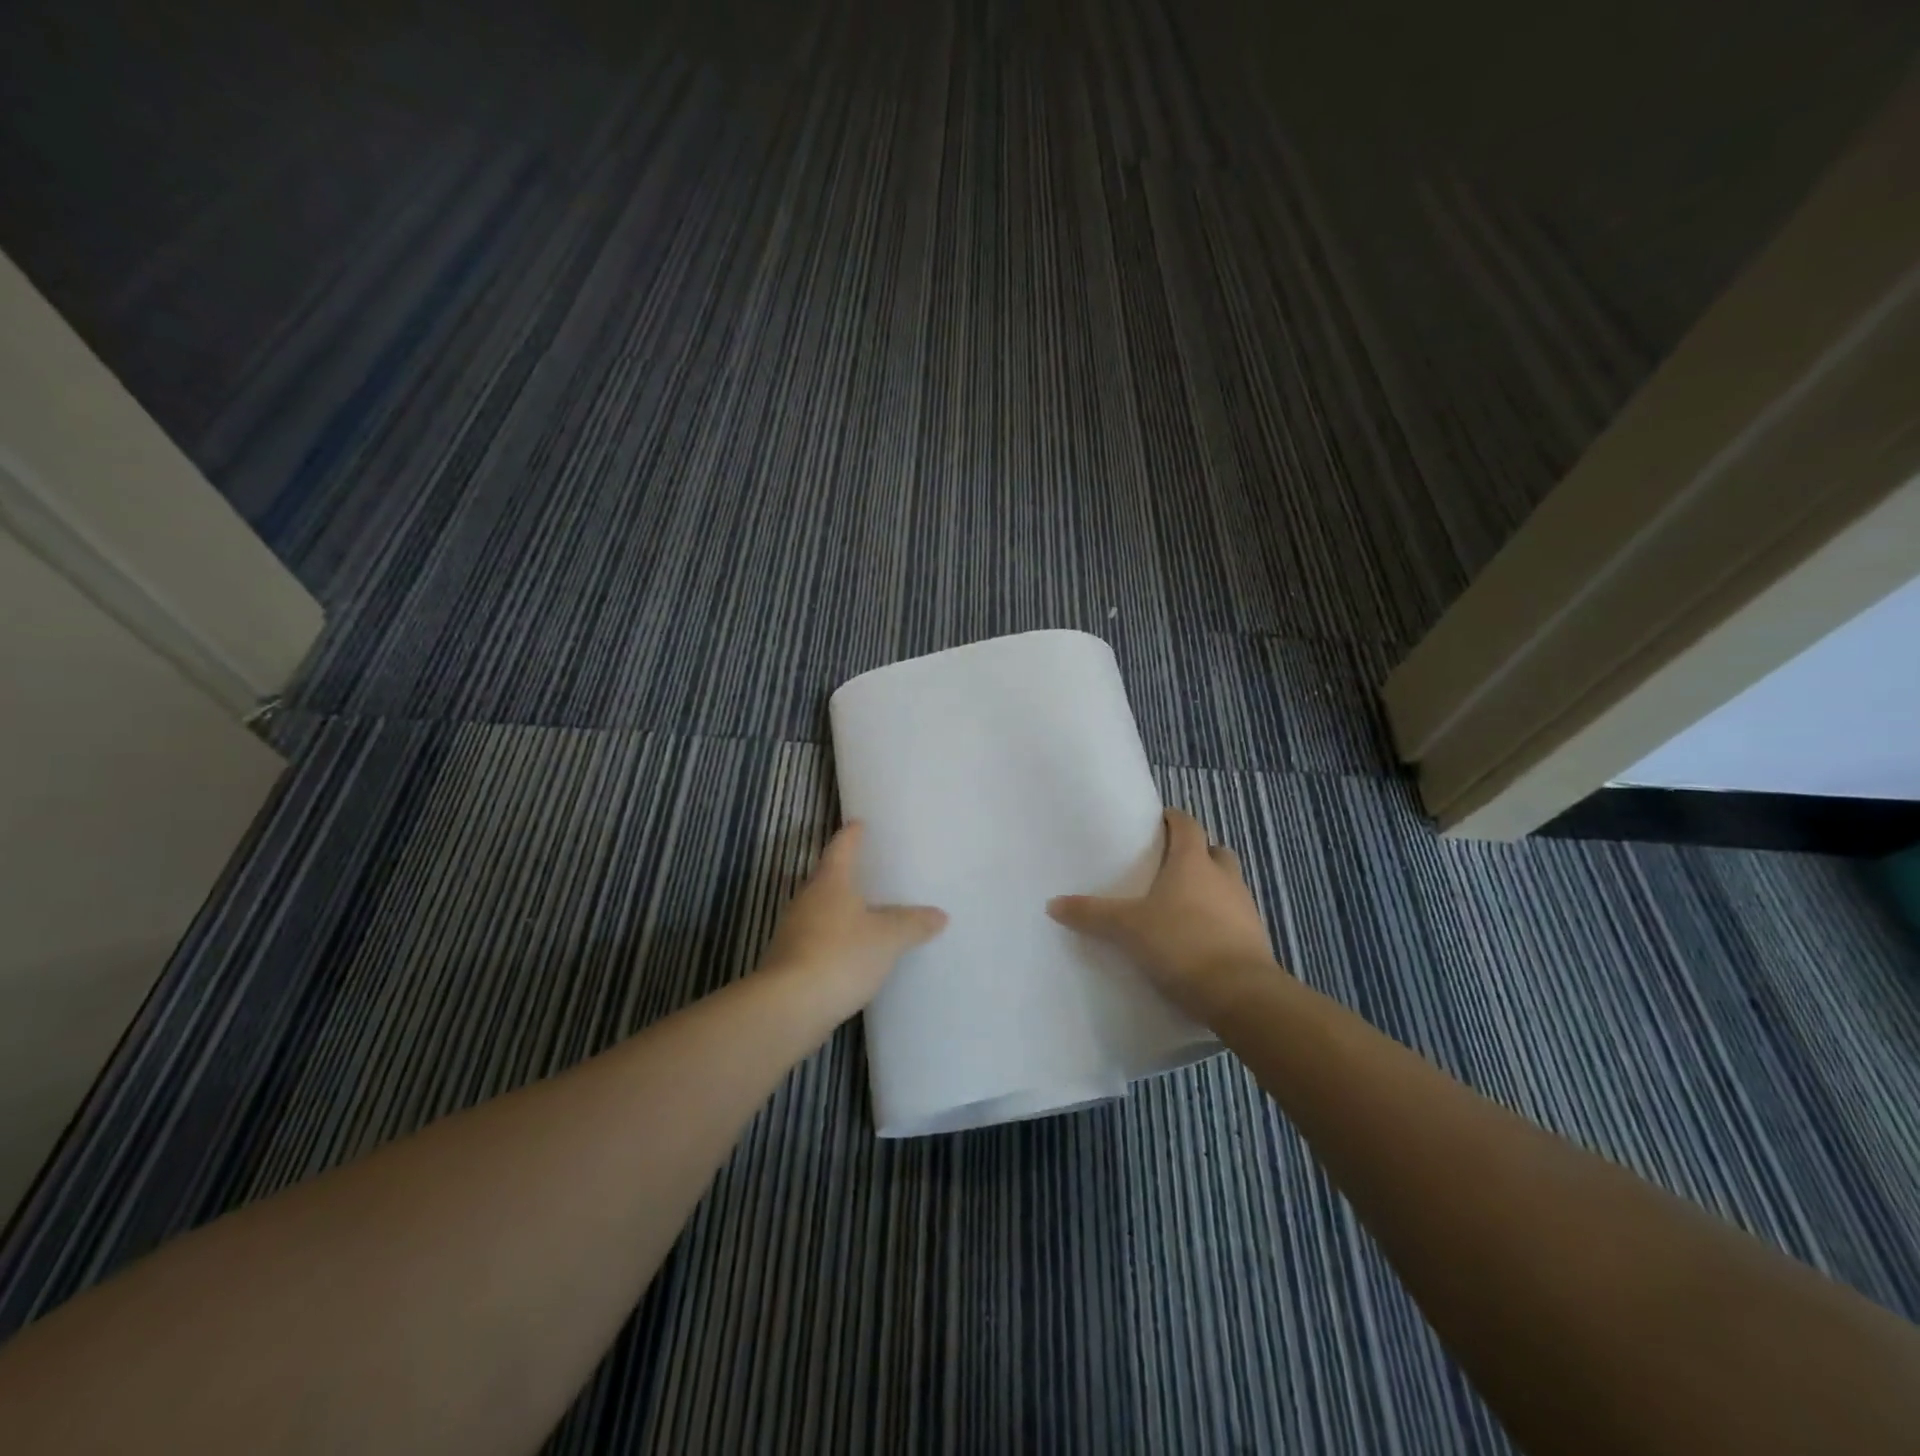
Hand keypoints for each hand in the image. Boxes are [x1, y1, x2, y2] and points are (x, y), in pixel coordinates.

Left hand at [760, 822, 947, 1018]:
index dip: (851, 835)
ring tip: (862, 912)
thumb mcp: (888, 939)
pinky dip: (832, 939)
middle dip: (843, 873)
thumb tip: (939, 915)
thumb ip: (913, 924)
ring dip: (837, 909)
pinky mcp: (788, 962)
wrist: (789, 1006)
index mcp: (830, 883)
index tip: (858, 823)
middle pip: (825, 878)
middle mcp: (807, 900)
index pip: (841, 849)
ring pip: (818, 910)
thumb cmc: (841, 955)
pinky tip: (849, 953)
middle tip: (866, 869)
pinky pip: (815, 940)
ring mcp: (793, 931)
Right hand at [1047, 808, 1279, 1023]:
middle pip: (1213, 852)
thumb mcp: (1127, 928)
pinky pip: (1234, 917)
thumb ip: (1091, 914)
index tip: (1158, 823)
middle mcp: (1224, 877)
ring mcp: (1244, 908)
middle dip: (1195, 854)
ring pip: (1227, 885)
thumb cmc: (1181, 944)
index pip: (1187, 825)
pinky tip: (1196, 939)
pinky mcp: (1255, 938)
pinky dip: (1218, 920)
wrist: (1240, 994)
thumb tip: (1052, 903)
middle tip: (1168, 867)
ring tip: (1179, 906)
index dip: (1173, 820)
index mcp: (1194, 862)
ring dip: (1209, 888)